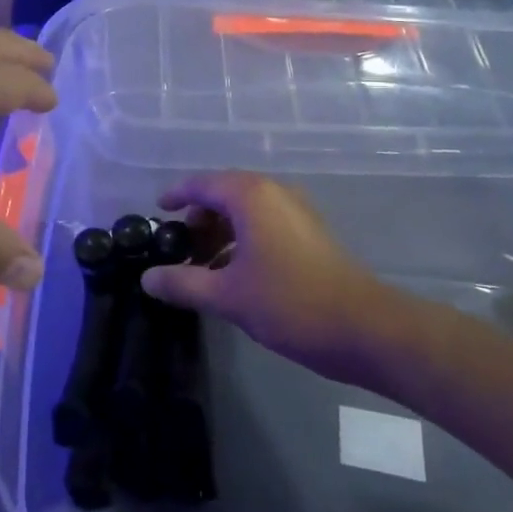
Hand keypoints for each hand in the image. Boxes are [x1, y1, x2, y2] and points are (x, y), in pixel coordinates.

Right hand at [142, 173, 383, 373]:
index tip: (158, 211)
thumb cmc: (290, 303)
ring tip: (202, 264)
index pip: (201, 183)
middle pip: (224, 193)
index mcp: (251, 196)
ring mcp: (296, 211)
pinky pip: (265, 223)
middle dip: (198, 217)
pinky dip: (243, 238)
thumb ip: (183, 283)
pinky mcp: (310, 232)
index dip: (176, 195)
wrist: (365, 328)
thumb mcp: (227, 295)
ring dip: (221, 230)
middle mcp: (274, 193)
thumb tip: (147, 278)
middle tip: (179, 246)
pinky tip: (234, 272)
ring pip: (246, 210)